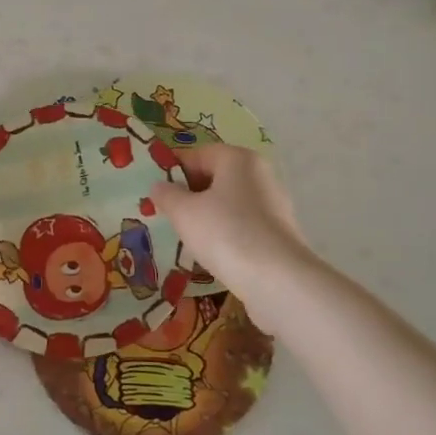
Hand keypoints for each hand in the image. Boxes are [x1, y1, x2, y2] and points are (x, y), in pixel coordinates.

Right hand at [149, 145, 316, 310]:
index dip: (173, 171)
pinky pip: (243, 225)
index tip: (156, 193)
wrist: (277, 280)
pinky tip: (212, 253)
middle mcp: (260, 174)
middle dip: (189, 195)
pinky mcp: (279, 233)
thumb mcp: (183, 212)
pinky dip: (225, 233)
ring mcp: (274, 204)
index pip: (198, 155)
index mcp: (238, 159)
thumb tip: (159, 186)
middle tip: (167, 215)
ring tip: (186, 237)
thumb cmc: (225, 233)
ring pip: (229, 203)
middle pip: (215, 178)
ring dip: (206, 216)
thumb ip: (167, 195)